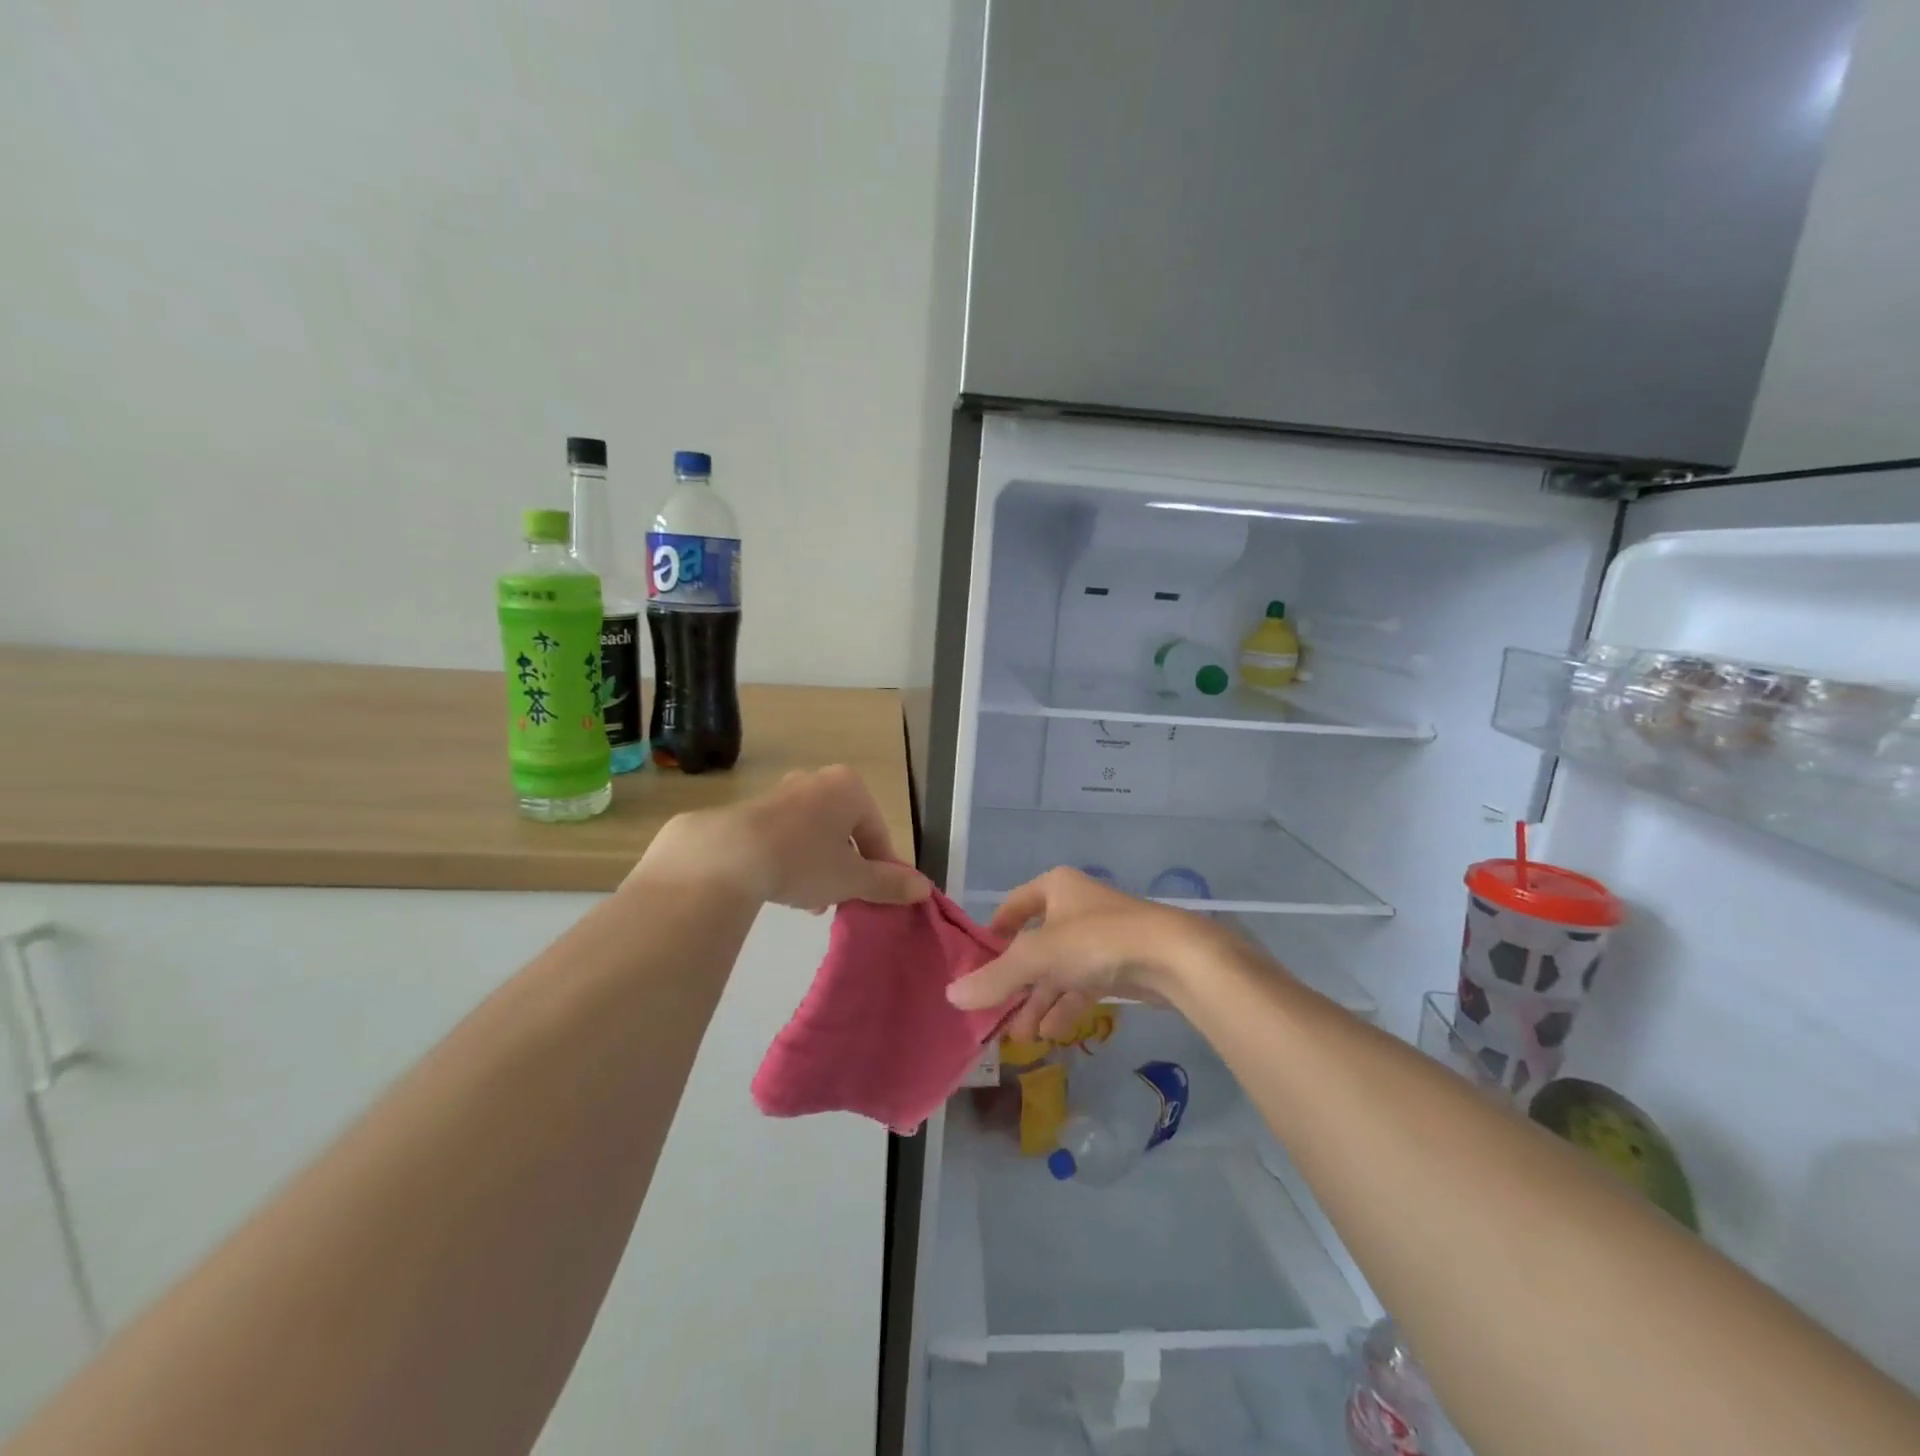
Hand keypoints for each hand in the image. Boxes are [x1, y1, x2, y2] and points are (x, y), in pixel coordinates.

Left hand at [631, 766, 929, 911]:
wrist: (728, 855)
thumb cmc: (804, 860)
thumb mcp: (852, 878)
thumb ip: (889, 883)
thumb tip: (924, 888)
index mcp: (850, 788)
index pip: (878, 832)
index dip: (882, 868)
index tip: (877, 897)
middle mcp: (818, 781)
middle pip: (846, 831)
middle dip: (848, 867)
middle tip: (844, 898)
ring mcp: (783, 792)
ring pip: (816, 835)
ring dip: (820, 867)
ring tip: (813, 902)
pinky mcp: (752, 810)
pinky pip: (786, 836)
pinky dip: (792, 860)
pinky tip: (784, 890)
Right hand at [946, 867, 1231, 1040]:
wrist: (1173, 956)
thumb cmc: (1096, 941)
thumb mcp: (1037, 957)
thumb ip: (995, 978)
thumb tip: (950, 996)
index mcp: (1055, 888)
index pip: (1015, 905)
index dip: (996, 932)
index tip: (980, 963)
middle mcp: (1076, 906)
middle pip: (1036, 944)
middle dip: (1017, 982)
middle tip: (997, 1014)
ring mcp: (1101, 935)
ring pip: (1060, 968)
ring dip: (1040, 1000)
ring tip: (1022, 1036)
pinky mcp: (1122, 962)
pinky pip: (1084, 982)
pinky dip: (1067, 1005)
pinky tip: (1054, 1032)